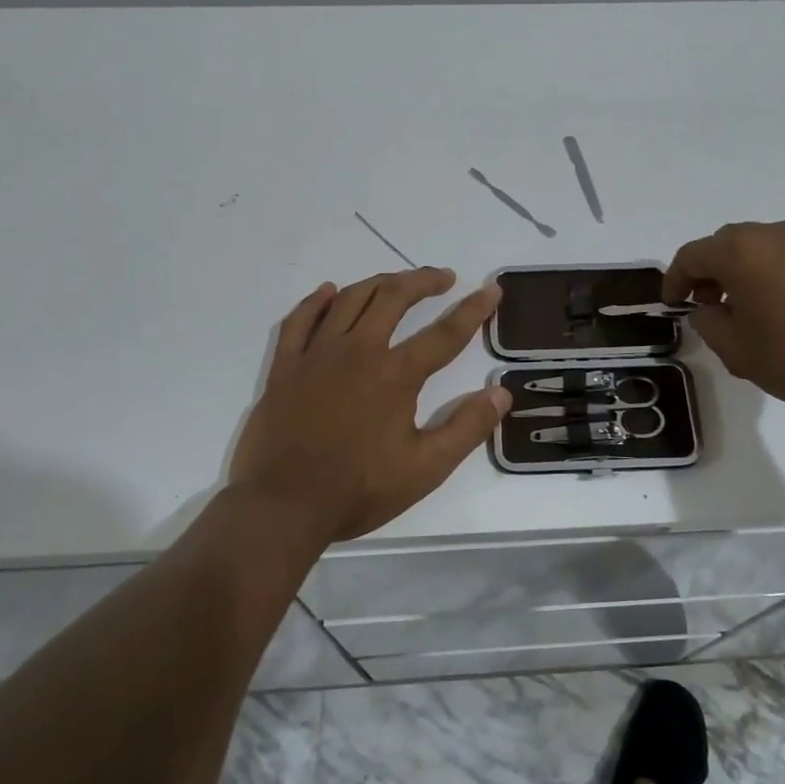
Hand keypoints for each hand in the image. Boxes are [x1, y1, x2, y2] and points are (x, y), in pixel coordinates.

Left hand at [230, 268, 510, 544]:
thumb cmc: (358, 489)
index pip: (445, 333)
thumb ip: (466, 428)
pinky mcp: (285, 366)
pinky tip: (329, 292)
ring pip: (350, 299)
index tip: (491, 290)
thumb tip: (501, 393)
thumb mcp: (425, 469)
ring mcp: (317, 354)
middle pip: (394, 297)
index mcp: (396, 375)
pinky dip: (316, 301)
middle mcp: (358, 351)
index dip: (473, 310)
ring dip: (379, 283)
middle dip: (423, 281)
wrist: (283, 505)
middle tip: (443, 278)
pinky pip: (300, 320)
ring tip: (397, 282)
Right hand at [663, 221, 784, 425]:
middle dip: (708, 271)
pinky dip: (771, 272)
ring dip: (741, 270)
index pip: (691, 256)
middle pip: (725, 244)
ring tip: (743, 307)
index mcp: (740, 251)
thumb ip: (707, 321)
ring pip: (758, 247)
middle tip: (705, 304)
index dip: (674, 280)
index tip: (672, 304)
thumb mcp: (734, 348)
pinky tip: (780, 307)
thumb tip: (707, 308)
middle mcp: (772, 234)